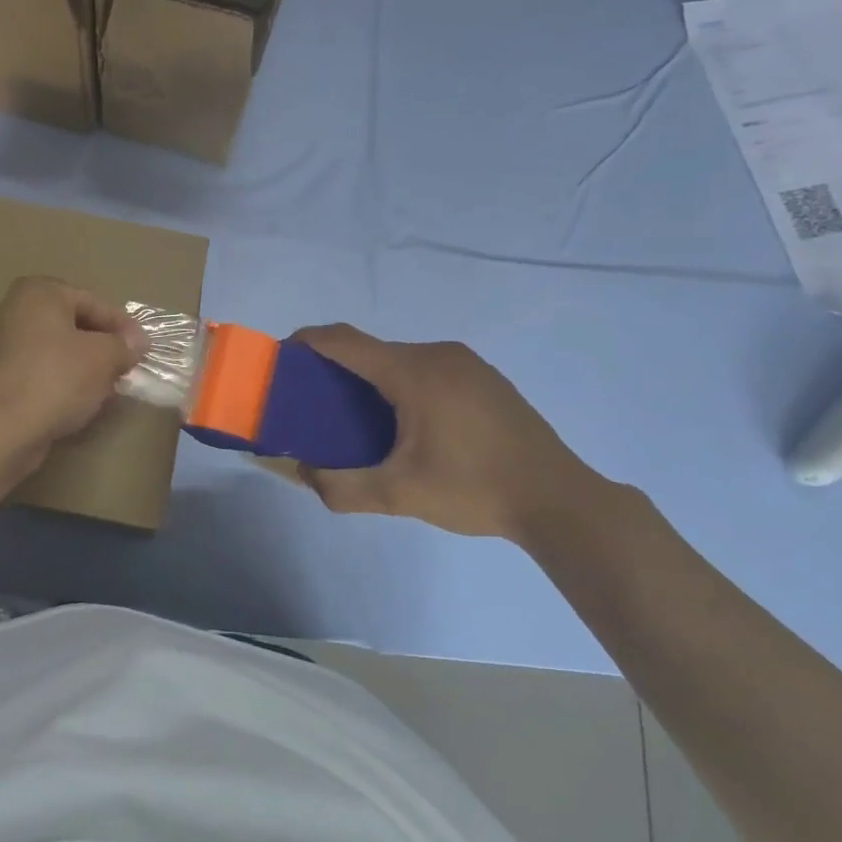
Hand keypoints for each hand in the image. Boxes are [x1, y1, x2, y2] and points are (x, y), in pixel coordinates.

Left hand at [0, 278, 144, 468]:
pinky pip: (39, 372)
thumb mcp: (103, 358)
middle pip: (72, 324)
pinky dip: (60, 382)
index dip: (122, 326)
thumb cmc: (56, 379)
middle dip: (102, 346)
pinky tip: (77, 403)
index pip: (92, 302)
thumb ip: (123, 345)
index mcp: (38, 292)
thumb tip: (136, 342)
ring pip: (55, 350)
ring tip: (106, 389)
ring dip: (83, 367)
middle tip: (126, 368)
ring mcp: (0, 345)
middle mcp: (13, 310)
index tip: (143, 349)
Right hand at [293, 326, 607, 541]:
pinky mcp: (485, 378)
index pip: (345, 340)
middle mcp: (438, 354)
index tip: (281, 358)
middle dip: (336, 369)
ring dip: (371, 379)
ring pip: (400, 359)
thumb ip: (340, 486)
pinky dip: (401, 384)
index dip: (307, 342)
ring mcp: (466, 363)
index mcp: (413, 372)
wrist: (559, 500)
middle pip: (371, 350)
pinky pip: (427, 368)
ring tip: (357, 419)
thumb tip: (301, 474)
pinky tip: (406, 423)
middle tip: (315, 405)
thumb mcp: (399, 495)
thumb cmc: (474, 489)